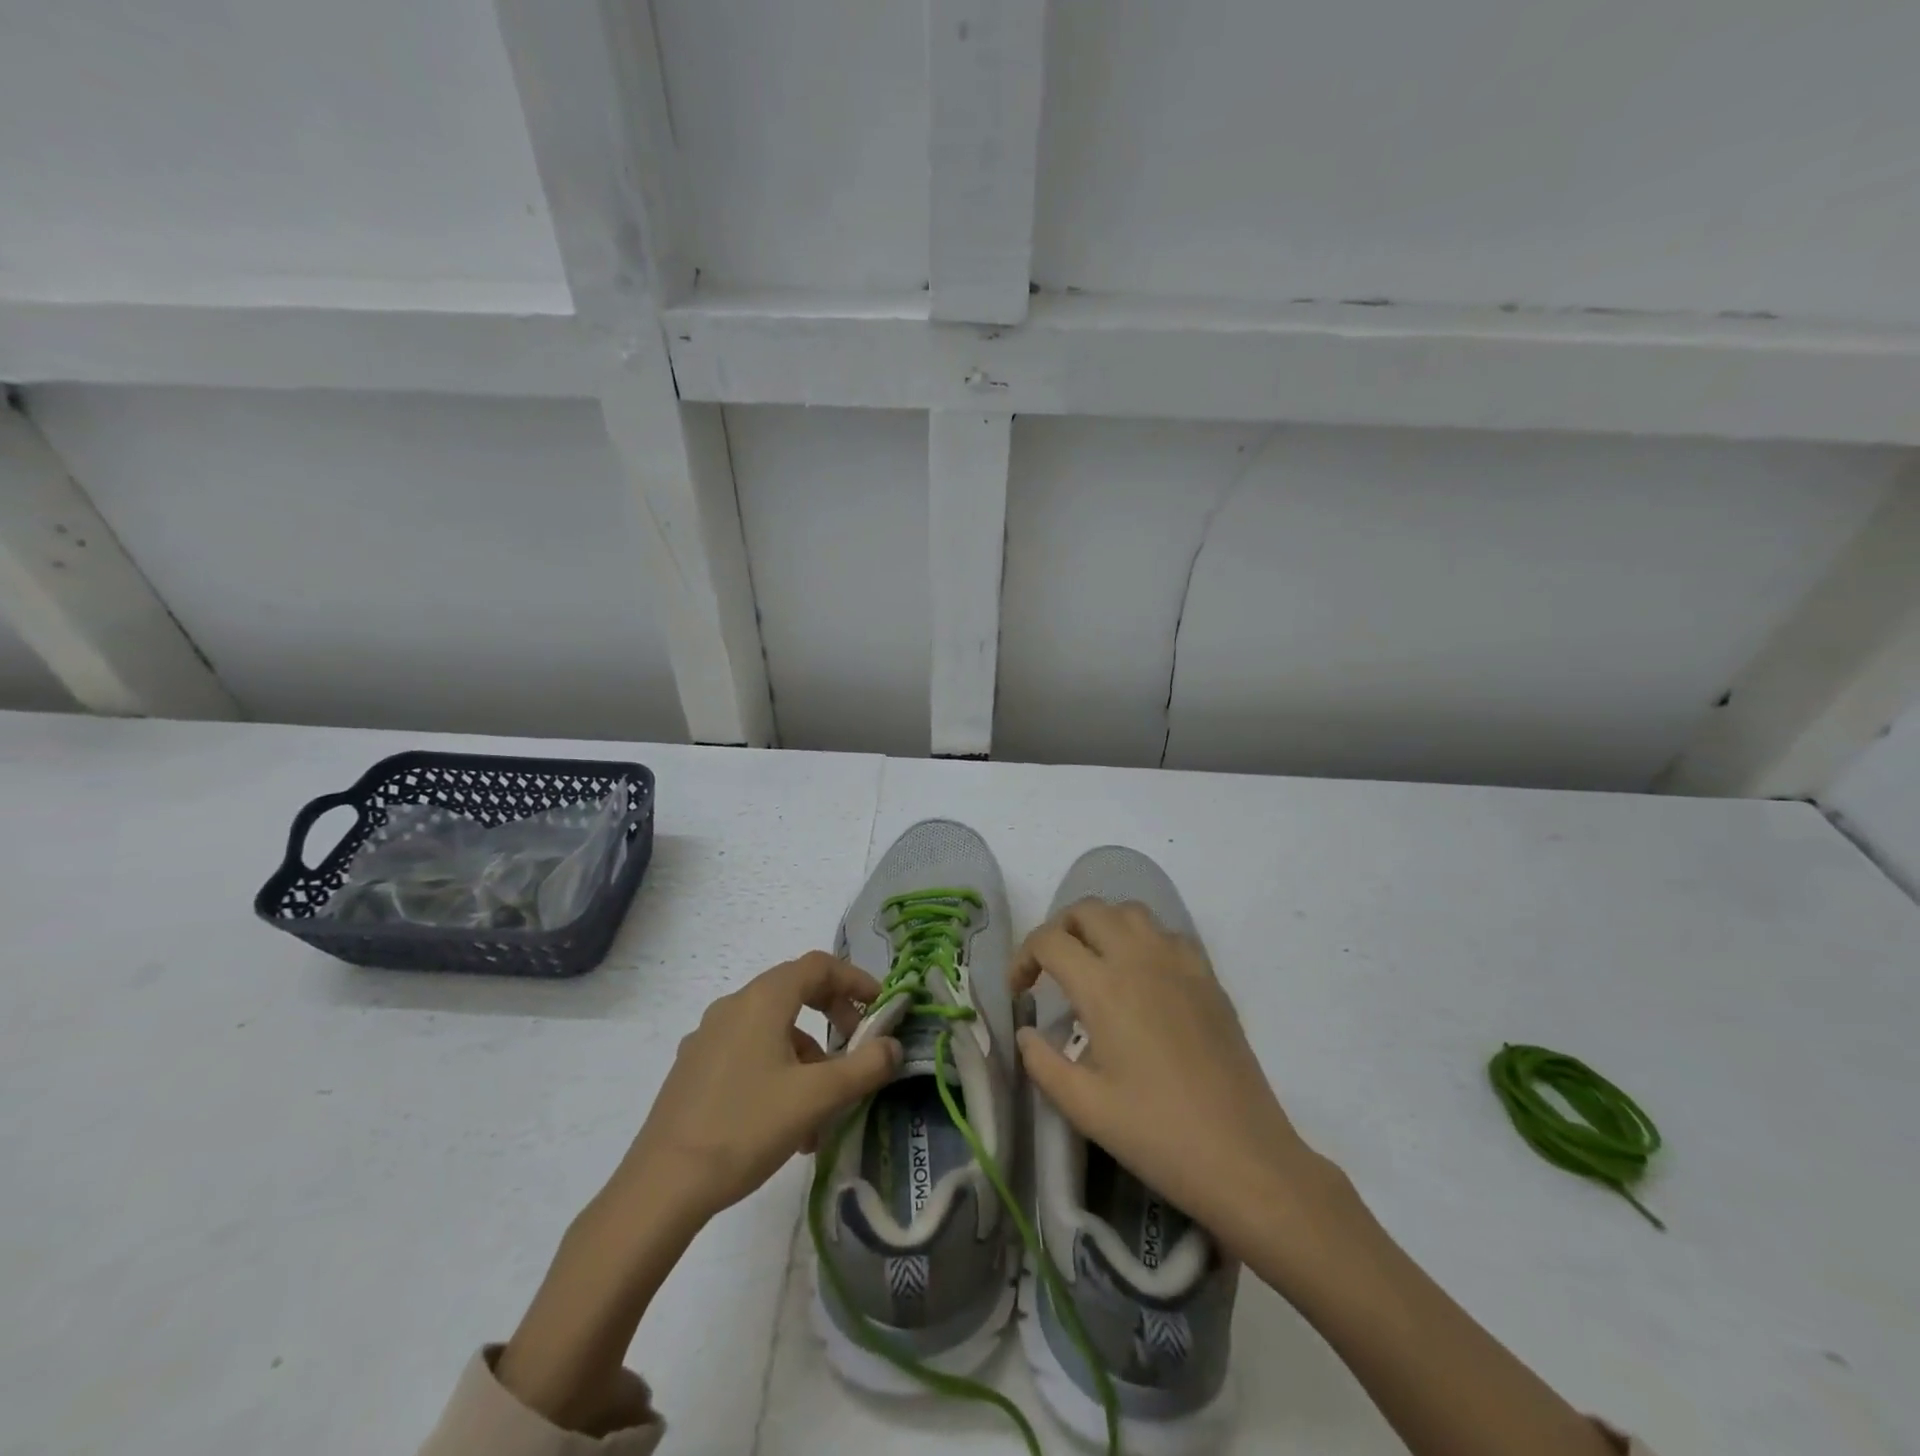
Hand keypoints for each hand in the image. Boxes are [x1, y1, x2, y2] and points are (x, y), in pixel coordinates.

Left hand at [618, 951, 901, 1220]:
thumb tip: (894, 1046)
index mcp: (762, 1000)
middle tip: (856, 1047)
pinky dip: (779, 1071)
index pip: (818, 966)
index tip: (880, 1006)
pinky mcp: (695, 1069)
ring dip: (808, 1055)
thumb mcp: (817, 1097)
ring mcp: (708, 1037)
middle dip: (833, 1016)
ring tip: (824, 1109)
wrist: (662, 1187)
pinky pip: (749, 1052)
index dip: (855, 980)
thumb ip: (864, 1067)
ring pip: (773, 1029)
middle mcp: (733, 1006)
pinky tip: (787, 1123)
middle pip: (795, 991)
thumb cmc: (745, 1127)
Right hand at [1011, 900, 1337, 1247]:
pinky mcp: (1208, 978)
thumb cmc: (1157, 1134)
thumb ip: (1042, 1062)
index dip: (1023, 957)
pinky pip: (1167, 934)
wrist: (1243, 1157)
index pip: (1050, 941)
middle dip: (1059, 929)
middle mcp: (1140, 959)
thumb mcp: (1084, 1107)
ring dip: (1102, 925)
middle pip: (1088, 910)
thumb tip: (1026, 1032)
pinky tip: (1142, 977)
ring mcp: (1179, 963)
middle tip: (1050, 968)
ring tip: (1093, 963)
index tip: (1019, 991)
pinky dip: (1143, 939)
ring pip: (1130, 912)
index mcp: (1104, 987)